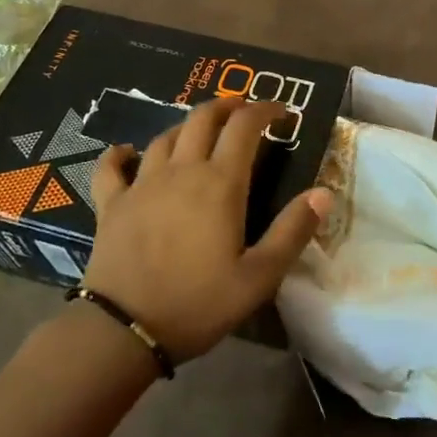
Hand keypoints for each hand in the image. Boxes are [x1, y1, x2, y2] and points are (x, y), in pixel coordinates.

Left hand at [86, 97, 329, 361]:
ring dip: (186, 126)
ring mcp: (142, 184)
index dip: (264, 109)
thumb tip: (324, 192)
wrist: (123, 330)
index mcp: (220, 183)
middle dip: (226, 106)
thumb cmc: (198, 303)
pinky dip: (120, 154)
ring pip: (165, 136)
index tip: (282, 111)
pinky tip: (125, 152)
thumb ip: (292, 232)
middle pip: (202, 119)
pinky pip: (111, 166)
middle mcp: (182, 171)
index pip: (245, 126)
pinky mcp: (112, 203)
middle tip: (243, 111)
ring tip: (199, 132)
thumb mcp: (259, 277)